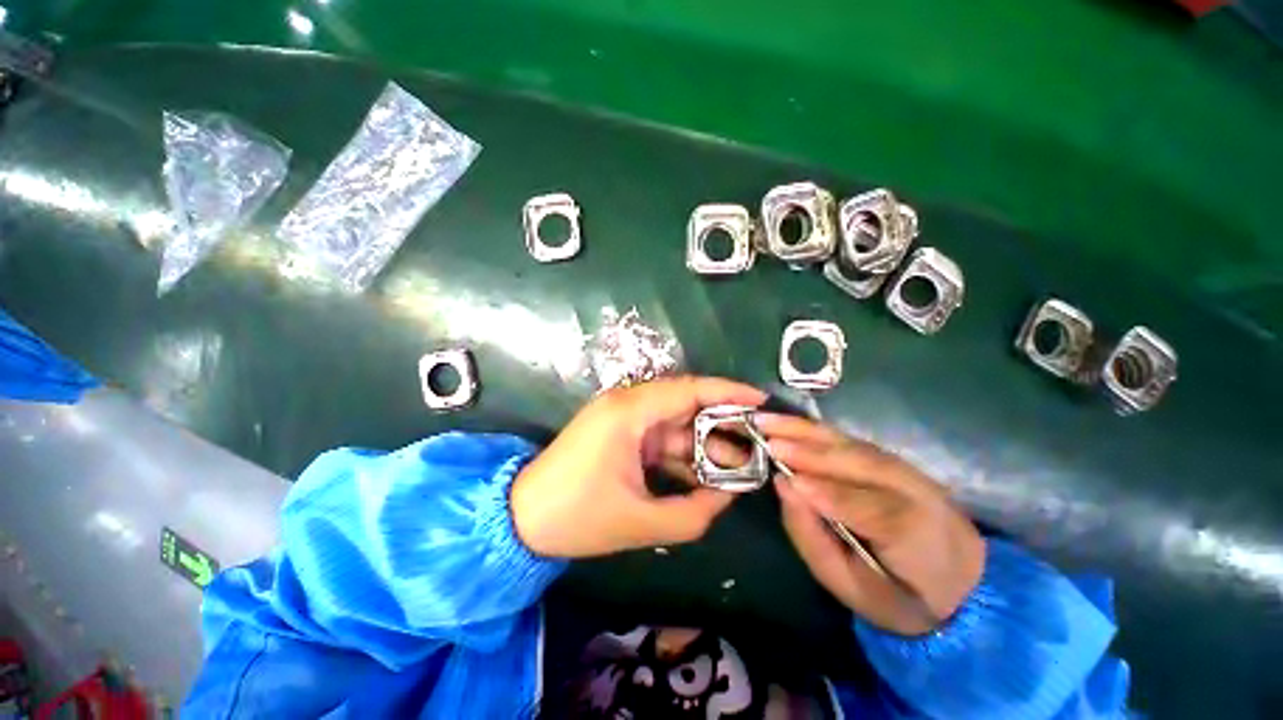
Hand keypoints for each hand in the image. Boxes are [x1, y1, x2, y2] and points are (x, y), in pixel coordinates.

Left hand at [511, 377, 765, 558]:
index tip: (761, 401)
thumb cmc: (577, 517)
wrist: (521, 519)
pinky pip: (660, 435)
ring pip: (674, 422)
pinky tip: (704, 474)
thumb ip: (694, 512)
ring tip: (737, 467)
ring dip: (703, 443)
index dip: (728, 392)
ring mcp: (621, 416)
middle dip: (722, 424)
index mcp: (629, 412)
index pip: (689, 390)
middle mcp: (626, 403)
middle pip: (685, 403)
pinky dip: (682, 453)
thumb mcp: (641, 522)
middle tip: (756, 444)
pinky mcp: (619, 431)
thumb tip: (730, 496)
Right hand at [756, 414, 985, 634]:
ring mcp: (906, 468)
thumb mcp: (854, 588)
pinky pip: (849, 440)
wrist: (962, 582)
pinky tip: (791, 423)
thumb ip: (815, 540)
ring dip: (804, 429)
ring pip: (849, 443)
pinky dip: (816, 430)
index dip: (824, 491)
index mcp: (914, 533)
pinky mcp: (894, 459)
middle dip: (805, 448)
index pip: (864, 507)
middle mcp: (913, 489)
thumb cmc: (898, 592)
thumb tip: (785, 487)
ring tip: (767, 420)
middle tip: (760, 433)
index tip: (782, 478)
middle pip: (855, 460)